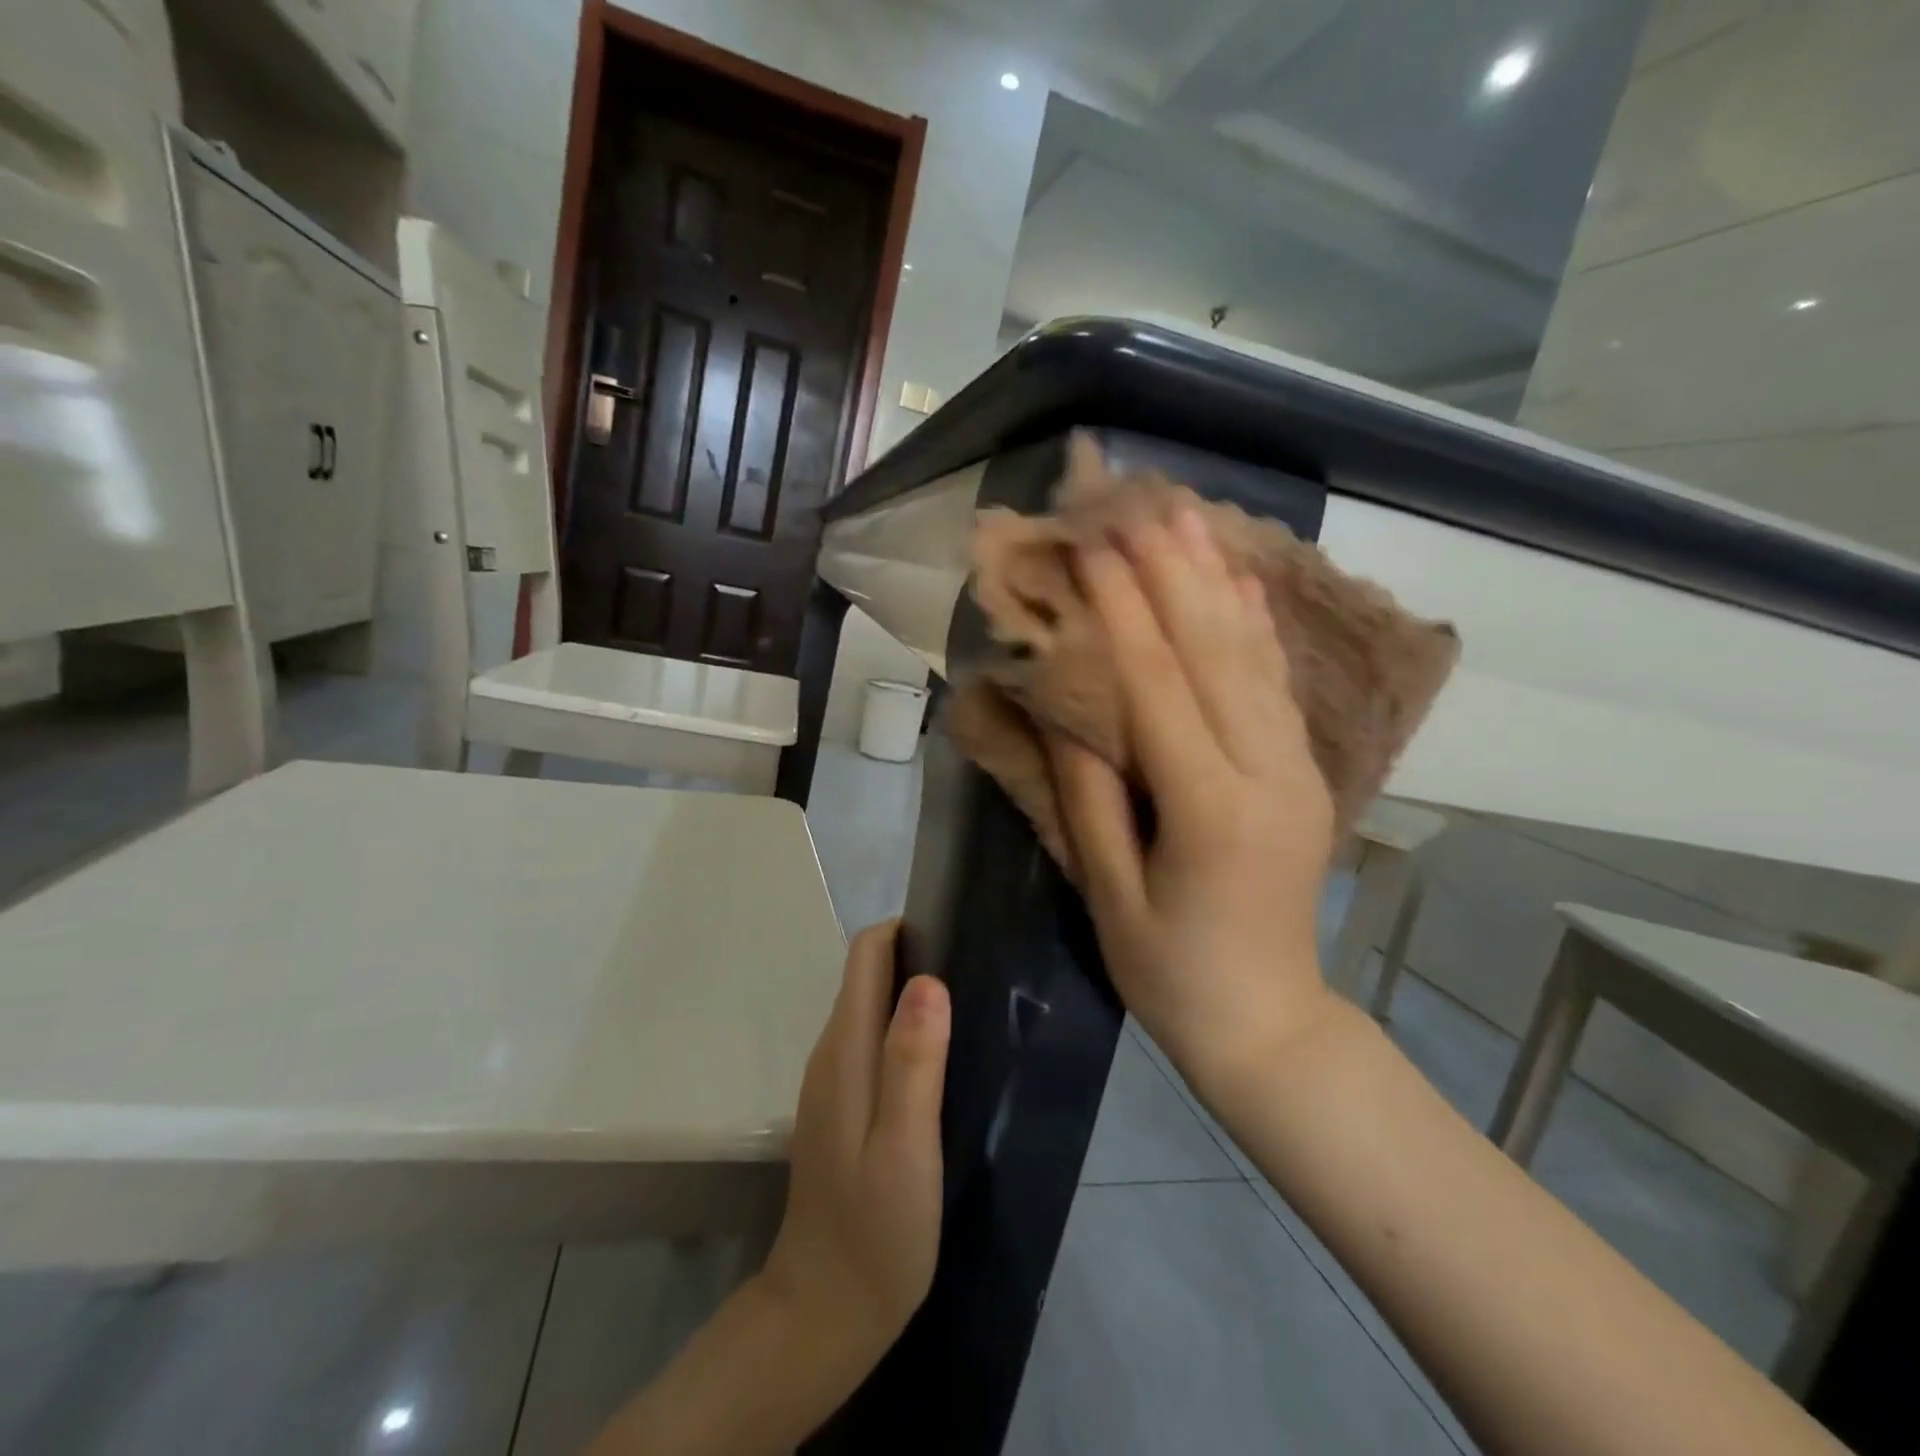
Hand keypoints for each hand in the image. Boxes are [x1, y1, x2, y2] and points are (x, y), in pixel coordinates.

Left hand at [759, 920, 950, 1373]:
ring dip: (913, 993)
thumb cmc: (875, 1232)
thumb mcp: (905, 1145)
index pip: (866, 954)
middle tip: (978, 972)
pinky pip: (873, 1041)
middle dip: (917, 956)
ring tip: (971, 1008)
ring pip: (872, 1006)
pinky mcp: (842, 1106)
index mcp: (846, 1050)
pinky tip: (943, 1059)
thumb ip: (913, 1061)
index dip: (906, 930)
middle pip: (868, 973)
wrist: (825, 1313)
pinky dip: (905, 1029)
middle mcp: (833, 1052)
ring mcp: (833, 1080)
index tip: (957, 934)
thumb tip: (928, 981)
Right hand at [1046, 507, 1337, 1089]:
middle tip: (1138, 503)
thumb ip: (1089, 795)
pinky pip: (1275, 684)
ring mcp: (1296, 769)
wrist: (1269, 1022)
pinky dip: (1255, 624)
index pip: (1160, 687)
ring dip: (1215, 580)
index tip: (1093, 546)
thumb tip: (1064, 707)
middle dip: (1172, 572)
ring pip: (1252, 656)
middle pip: (1214, 653)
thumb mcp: (1109, 895)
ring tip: (1186, 515)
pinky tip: (1239, 578)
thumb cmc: (1170, 973)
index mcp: (1211, 811)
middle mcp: (1266, 774)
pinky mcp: (1303, 772)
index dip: (1123, 611)